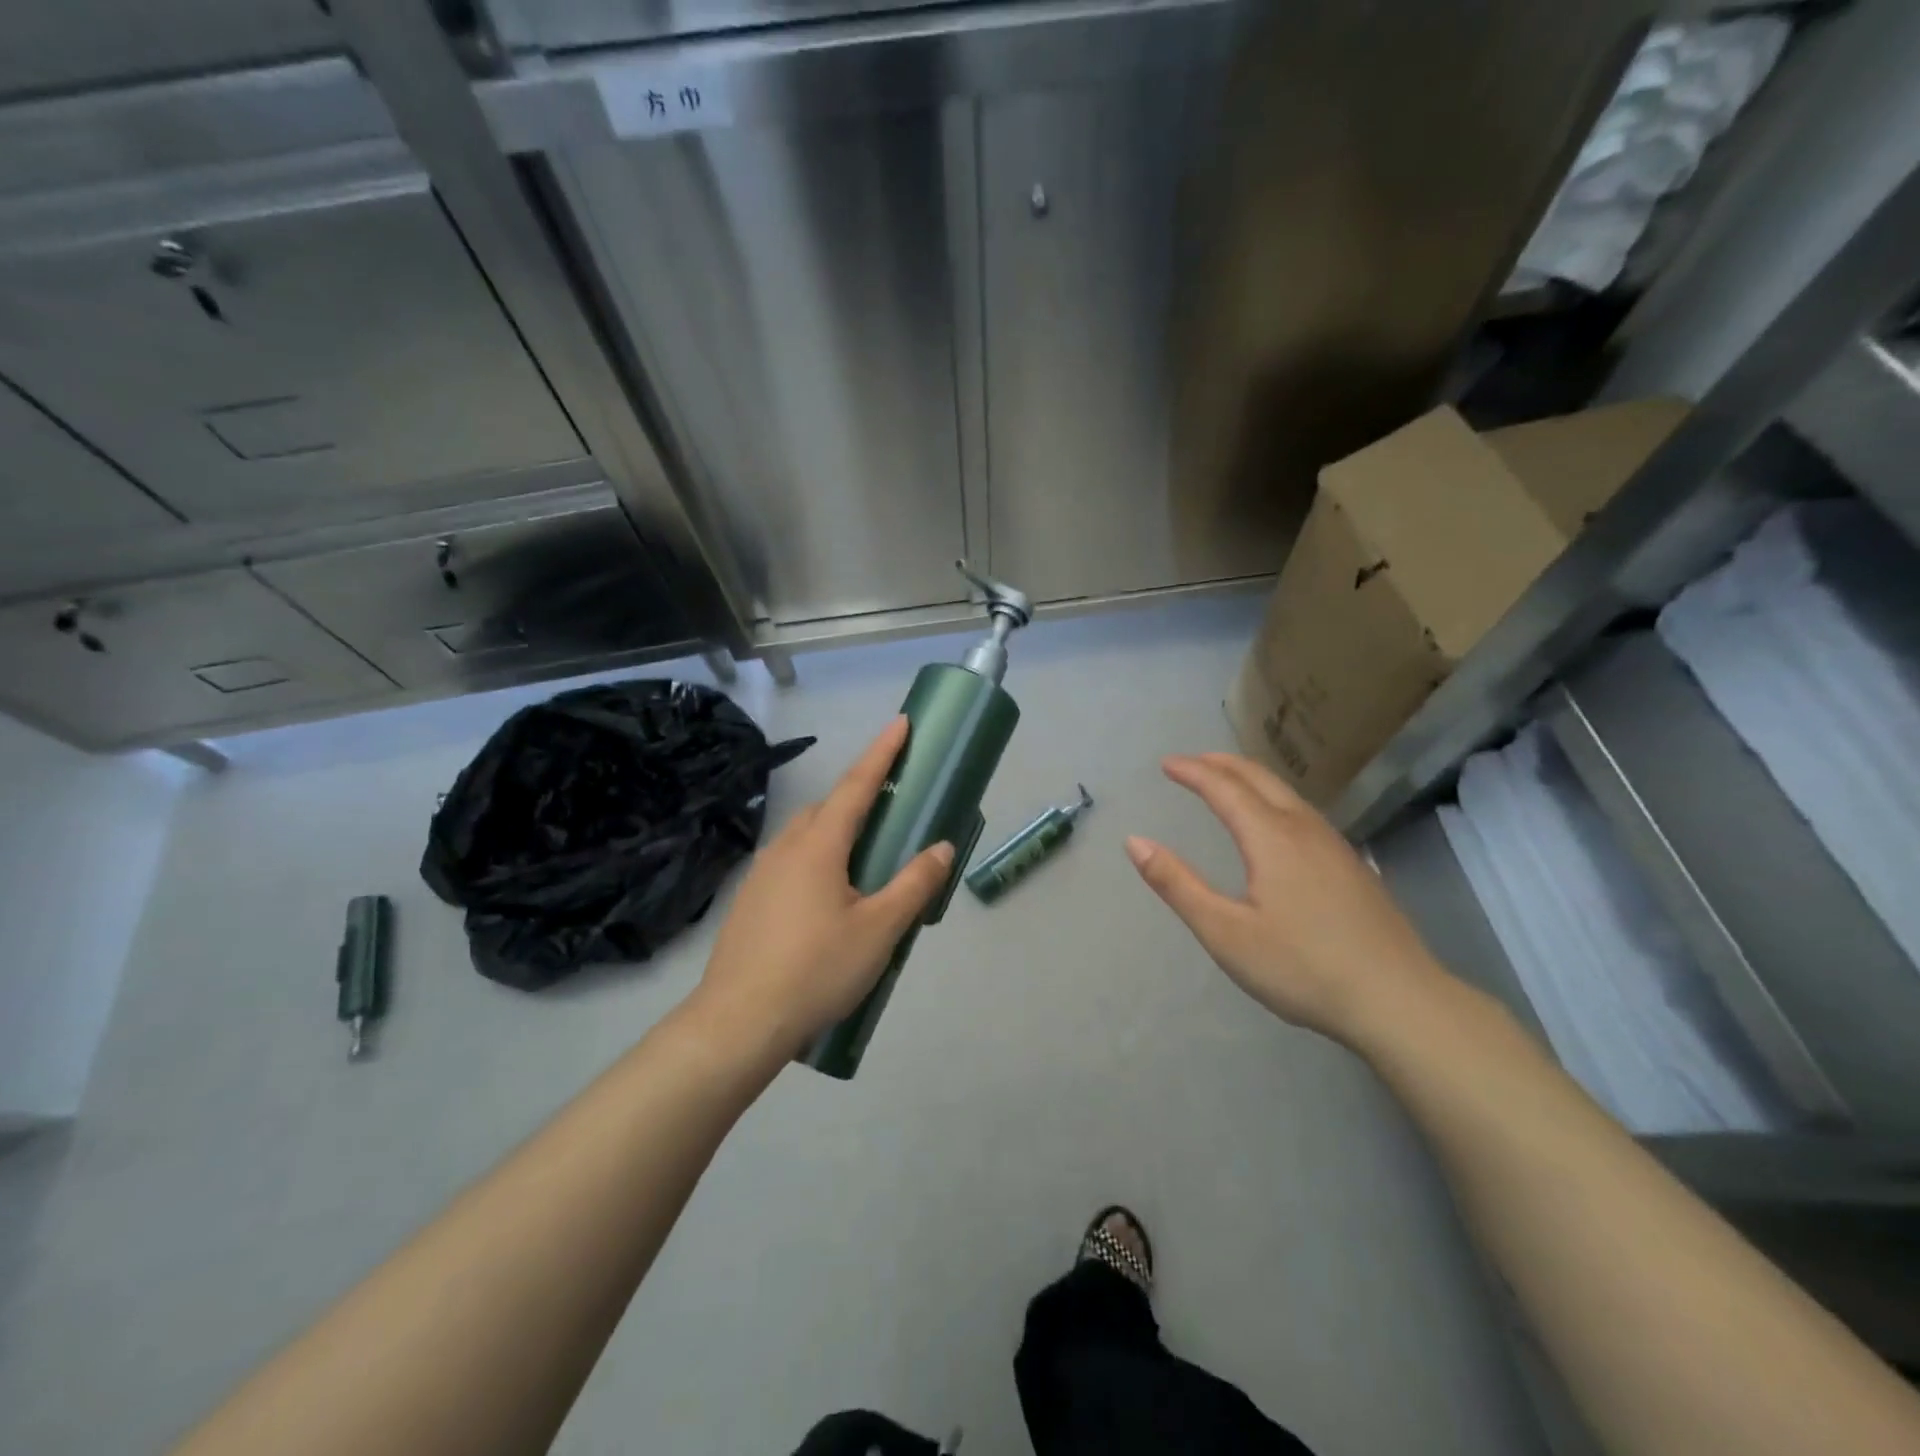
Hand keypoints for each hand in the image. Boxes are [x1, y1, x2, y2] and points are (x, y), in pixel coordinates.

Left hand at [688, 717, 953, 1061]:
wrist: (738, 1022)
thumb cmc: (816, 969)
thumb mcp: (879, 930)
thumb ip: (914, 885)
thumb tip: (941, 847)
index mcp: (818, 845)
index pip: (857, 785)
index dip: (882, 752)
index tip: (901, 722)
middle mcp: (786, 848)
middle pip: (829, 807)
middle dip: (861, 795)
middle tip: (892, 803)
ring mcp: (762, 873)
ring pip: (806, 835)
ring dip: (837, 829)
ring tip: (865, 854)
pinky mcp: (750, 900)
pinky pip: (791, 861)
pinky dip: (817, 857)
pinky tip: (829, 896)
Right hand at [1125, 753, 1449, 1047]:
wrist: (1400, 1000)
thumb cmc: (1303, 968)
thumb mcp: (1225, 933)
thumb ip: (1177, 885)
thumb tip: (1134, 842)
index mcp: (1271, 838)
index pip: (1224, 788)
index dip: (1192, 772)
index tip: (1165, 764)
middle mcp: (1304, 829)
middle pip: (1259, 778)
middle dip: (1221, 763)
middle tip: (1191, 762)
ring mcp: (1335, 845)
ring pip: (1286, 793)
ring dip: (1249, 778)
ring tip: (1225, 782)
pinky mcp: (1353, 866)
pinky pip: (1303, 812)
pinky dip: (1273, 798)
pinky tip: (1275, 823)